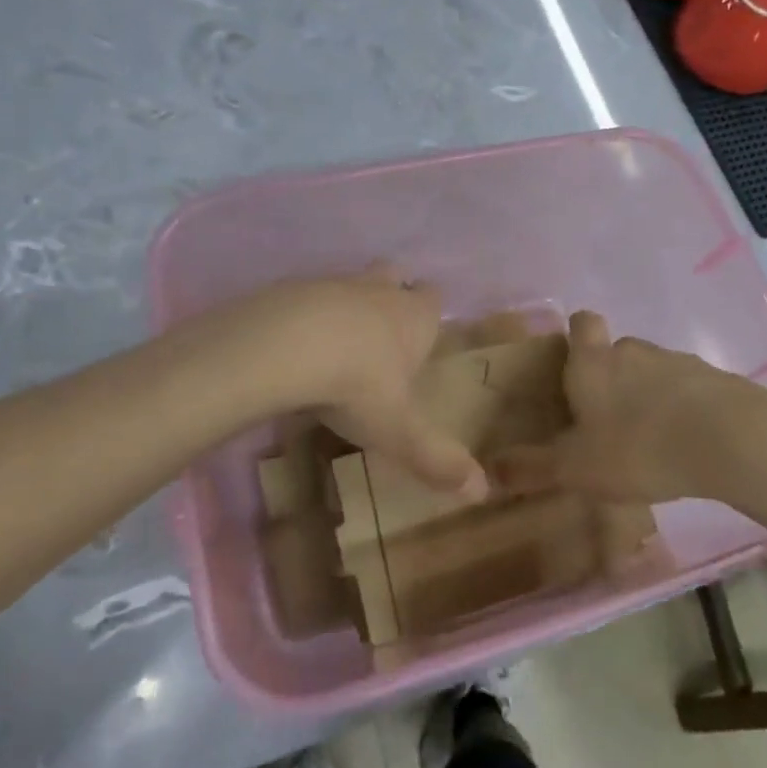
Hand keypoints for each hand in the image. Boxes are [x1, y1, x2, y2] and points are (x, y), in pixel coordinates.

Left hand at [211, 267, 486, 497]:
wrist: (283, 346)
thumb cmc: (358, 385)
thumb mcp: (399, 431)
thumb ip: (438, 460)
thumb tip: (483, 492)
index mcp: (412, 317)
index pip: (433, 297)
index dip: (430, 311)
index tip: (422, 334)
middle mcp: (376, 290)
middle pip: (392, 275)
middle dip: (390, 293)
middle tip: (381, 331)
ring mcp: (330, 283)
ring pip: (346, 283)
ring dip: (343, 306)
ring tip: (331, 345)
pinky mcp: (286, 287)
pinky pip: (301, 297)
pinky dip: (301, 315)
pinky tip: (289, 346)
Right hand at [489, 311, 766, 506]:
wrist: (730, 440)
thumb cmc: (638, 446)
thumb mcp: (577, 467)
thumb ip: (533, 468)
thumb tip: (488, 470)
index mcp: (594, 361)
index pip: (581, 323)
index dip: (576, 335)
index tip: (572, 363)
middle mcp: (633, 350)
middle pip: (616, 351)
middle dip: (609, 377)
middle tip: (604, 419)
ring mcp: (677, 361)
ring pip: (652, 371)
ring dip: (646, 395)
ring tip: (647, 439)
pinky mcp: (714, 380)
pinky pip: (687, 389)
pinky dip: (681, 409)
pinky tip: (684, 445)